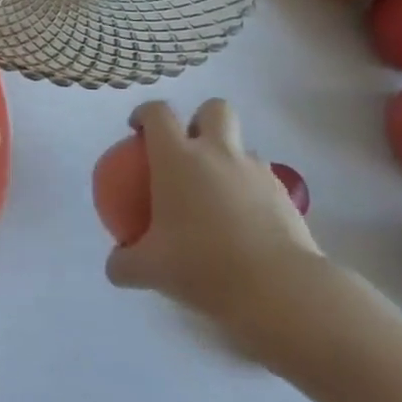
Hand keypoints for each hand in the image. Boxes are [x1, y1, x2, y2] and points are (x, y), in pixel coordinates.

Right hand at [103, 98, 326, 354]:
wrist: (280, 291)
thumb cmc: (203, 267)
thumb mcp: (150, 270)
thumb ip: (125, 263)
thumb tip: (115, 265)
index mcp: (178, 158)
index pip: (158, 113)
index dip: (145, 113)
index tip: (137, 130)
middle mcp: (218, 153)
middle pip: (214, 109)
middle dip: (201, 118)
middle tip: (187, 147)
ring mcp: (257, 172)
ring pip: (243, 147)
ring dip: (228, 159)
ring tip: (217, 195)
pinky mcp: (287, 197)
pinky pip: (263, 181)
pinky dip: (250, 191)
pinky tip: (243, 224)